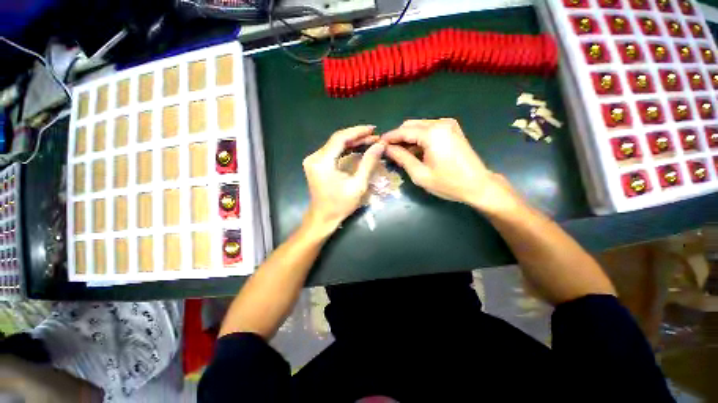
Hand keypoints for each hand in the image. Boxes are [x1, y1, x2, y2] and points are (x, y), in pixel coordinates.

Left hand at [303, 125, 384, 232]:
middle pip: (337, 140)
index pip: (340, 138)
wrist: (323, 217)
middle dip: (357, 136)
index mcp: (322, 162)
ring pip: (335, 144)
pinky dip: (345, 148)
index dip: (357, 131)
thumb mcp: (358, 185)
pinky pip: (332, 151)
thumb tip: (380, 145)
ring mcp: (313, 160)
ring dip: (352, 142)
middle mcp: (314, 157)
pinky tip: (357, 147)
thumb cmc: (340, 205)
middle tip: (374, 136)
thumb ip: (368, 163)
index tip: (373, 129)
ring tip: (369, 140)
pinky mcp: (316, 164)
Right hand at [383, 118, 520, 214]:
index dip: (389, 138)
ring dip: (408, 137)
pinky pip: (429, 129)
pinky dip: (419, 138)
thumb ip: (401, 158)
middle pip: (410, 125)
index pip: (403, 131)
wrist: (478, 185)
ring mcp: (448, 125)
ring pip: (419, 126)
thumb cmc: (448, 183)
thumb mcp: (420, 174)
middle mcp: (440, 123)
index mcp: (432, 134)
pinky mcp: (452, 129)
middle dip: (398, 137)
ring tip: (400, 153)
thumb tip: (386, 149)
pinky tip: (415, 150)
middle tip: (388, 151)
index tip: (378, 144)